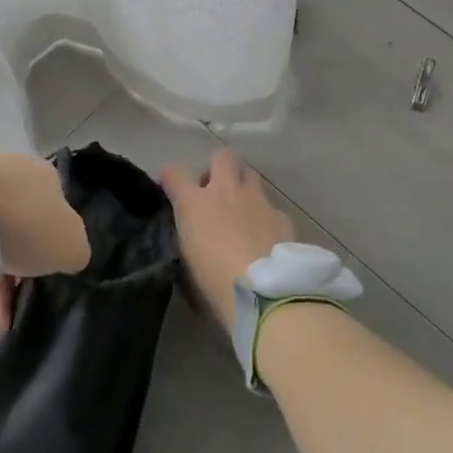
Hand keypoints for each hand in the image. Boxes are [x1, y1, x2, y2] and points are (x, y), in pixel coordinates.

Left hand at [0, 140, 88, 340]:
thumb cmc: (18, 221)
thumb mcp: (69, 242)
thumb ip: (72, 251)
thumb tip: (65, 256)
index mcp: (38, 179)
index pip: (46, 222)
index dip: (41, 263)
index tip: (29, 297)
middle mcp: (0, 177)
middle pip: (5, 240)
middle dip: (0, 290)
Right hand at [159, 149, 293, 327]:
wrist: (266, 296)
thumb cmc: (215, 285)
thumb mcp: (186, 263)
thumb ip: (184, 238)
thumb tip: (187, 230)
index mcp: (195, 203)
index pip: (174, 172)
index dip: (170, 177)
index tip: (170, 189)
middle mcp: (226, 191)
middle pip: (222, 156)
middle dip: (217, 168)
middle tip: (214, 192)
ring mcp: (258, 200)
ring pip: (250, 174)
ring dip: (242, 186)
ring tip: (241, 211)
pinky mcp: (282, 216)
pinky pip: (270, 206)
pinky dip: (264, 216)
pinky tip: (265, 238)